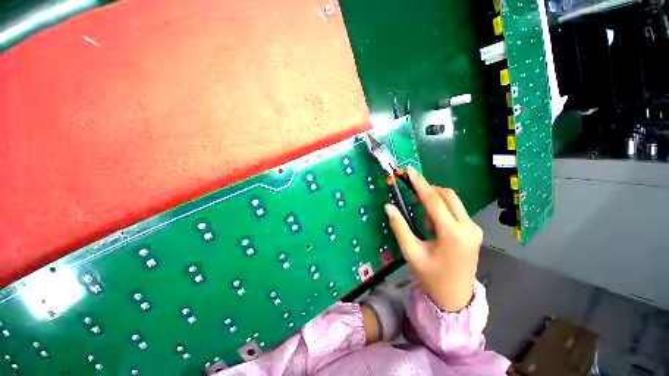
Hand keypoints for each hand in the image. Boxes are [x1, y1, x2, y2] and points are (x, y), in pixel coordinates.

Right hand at [384, 166, 481, 311]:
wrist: (455, 297)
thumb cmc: (431, 276)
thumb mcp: (411, 252)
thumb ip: (399, 227)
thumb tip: (389, 206)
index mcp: (452, 234)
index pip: (434, 200)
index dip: (420, 183)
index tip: (409, 170)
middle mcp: (468, 228)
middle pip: (448, 196)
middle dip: (428, 190)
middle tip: (412, 196)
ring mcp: (474, 229)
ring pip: (453, 202)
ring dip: (434, 202)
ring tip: (423, 222)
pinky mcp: (474, 231)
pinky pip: (456, 211)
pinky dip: (441, 210)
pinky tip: (433, 226)